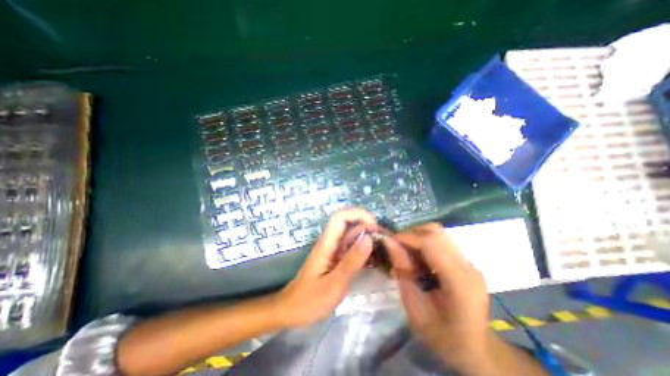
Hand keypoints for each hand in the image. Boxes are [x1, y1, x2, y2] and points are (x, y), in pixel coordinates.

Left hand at [272, 210, 375, 326]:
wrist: (292, 311)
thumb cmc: (310, 300)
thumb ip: (351, 261)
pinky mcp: (337, 260)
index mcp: (327, 243)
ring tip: (385, 251)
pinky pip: (353, 250)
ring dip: (368, 239)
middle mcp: (331, 243)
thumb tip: (368, 238)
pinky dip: (364, 251)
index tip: (374, 225)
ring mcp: (334, 251)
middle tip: (385, 242)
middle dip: (368, 228)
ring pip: (353, 237)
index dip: (357, 214)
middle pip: (349, 225)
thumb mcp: (333, 283)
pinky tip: (375, 261)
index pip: (340, 217)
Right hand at [382, 225, 490, 368]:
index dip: (406, 236)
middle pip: (436, 232)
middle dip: (411, 233)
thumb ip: (402, 270)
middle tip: (395, 245)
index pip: (431, 242)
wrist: (474, 350)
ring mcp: (468, 262)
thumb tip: (388, 241)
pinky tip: (417, 257)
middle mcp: (467, 266)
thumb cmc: (441, 335)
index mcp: (458, 281)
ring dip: (416, 236)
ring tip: (404, 250)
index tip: (388, 240)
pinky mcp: (465, 261)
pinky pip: (440, 241)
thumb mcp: (414, 306)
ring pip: (438, 233)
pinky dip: (424, 242)